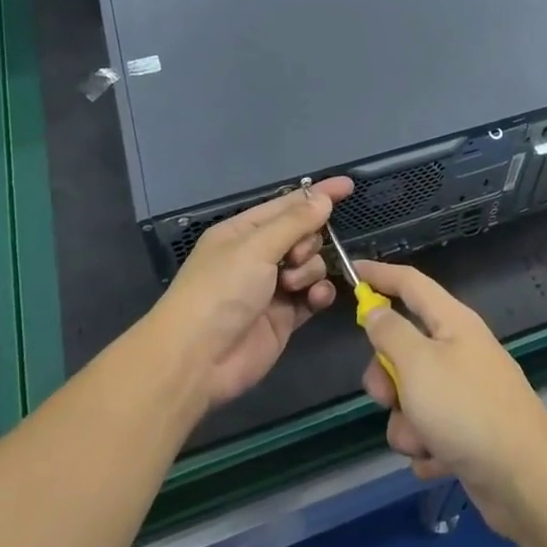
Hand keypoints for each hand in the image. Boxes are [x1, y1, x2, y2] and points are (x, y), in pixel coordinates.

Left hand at [150, 177, 348, 407]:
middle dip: (308, 241)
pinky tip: (315, 299)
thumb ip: (295, 222)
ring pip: (311, 265)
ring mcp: (272, 287)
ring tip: (292, 285)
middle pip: (303, 235)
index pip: (287, 205)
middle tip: (295, 257)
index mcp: (243, 232)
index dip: (317, 195)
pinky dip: (318, 294)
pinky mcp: (284, 317)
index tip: (348, 186)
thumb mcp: (256, 248)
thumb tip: (322, 198)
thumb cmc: (221, 291)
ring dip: (310, 270)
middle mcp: (258, 256)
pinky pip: (313, 295)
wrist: (198, 360)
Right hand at [357, 261, 546, 538]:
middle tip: (387, 397)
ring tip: (424, 442)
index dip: (380, 275)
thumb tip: (376, 310)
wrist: (524, 478)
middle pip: (404, 348)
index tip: (352, 271)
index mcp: (452, 322)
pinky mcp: (468, 432)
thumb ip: (390, 333)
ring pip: (412, 397)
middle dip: (387, 378)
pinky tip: (440, 462)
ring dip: (407, 424)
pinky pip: (429, 432)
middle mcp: (460, 351)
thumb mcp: (417, 363)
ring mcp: (465, 393)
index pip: (410, 284)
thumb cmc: (466, 409)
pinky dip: (428, 448)